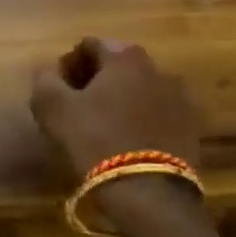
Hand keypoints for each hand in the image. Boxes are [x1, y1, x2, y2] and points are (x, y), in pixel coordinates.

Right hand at [29, 37, 202, 182]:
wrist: (148, 191)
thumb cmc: (94, 139)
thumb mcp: (52, 106)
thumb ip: (44, 78)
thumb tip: (49, 70)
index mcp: (124, 57)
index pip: (89, 45)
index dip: (68, 64)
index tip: (57, 89)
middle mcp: (157, 69)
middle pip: (117, 65)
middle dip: (95, 80)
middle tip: (76, 106)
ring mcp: (179, 99)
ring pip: (139, 89)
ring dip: (119, 100)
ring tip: (101, 126)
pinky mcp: (191, 128)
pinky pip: (157, 113)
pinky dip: (139, 119)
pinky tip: (125, 141)